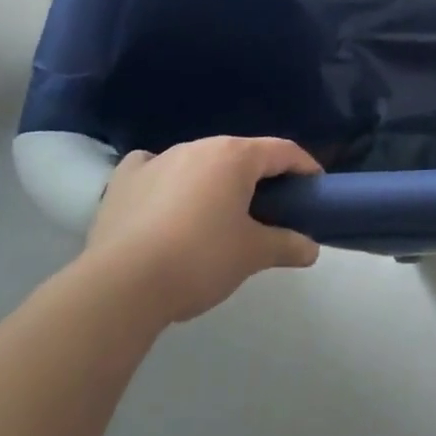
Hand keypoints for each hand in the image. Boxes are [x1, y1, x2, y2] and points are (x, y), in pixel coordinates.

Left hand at [81, 136, 321, 323]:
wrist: (120, 288)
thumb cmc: (199, 259)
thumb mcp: (253, 255)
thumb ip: (286, 245)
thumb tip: (311, 249)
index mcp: (235, 156)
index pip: (283, 151)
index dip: (305, 167)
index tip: (315, 188)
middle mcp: (198, 147)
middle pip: (241, 154)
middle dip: (259, 176)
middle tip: (271, 208)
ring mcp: (157, 160)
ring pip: (199, 161)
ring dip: (214, 180)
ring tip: (218, 213)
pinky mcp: (123, 181)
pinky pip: (153, 168)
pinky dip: (165, 178)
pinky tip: (164, 199)